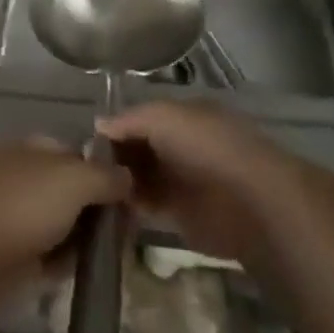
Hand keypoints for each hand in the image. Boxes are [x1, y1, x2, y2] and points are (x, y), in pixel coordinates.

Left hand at [0, 138, 130, 298]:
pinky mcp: (5, 256)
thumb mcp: (73, 179)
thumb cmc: (20, 207)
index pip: (74, 151)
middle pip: (67, 189)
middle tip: (126, 232)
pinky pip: (45, 254)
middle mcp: (16, 177)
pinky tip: (87, 274)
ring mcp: (8, 217)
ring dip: (83, 238)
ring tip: (112, 256)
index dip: (104, 171)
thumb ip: (105, 175)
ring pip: (58, 223)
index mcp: (26, 148)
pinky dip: (64, 263)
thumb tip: (126, 177)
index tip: (132, 197)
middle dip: (96, 208)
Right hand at [98, 102, 291, 261]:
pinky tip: (105, 204)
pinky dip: (128, 205)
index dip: (116, 126)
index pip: (141, 118)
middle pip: (139, 148)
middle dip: (113, 154)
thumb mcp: (164, 117)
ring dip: (118, 180)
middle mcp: (182, 146)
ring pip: (140, 176)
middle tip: (83, 165)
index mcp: (184, 117)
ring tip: (89, 186)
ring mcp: (182, 181)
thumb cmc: (207, 148)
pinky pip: (147, 205)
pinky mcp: (182, 215)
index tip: (87, 139)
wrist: (250, 204)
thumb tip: (99, 124)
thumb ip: (129, 119)